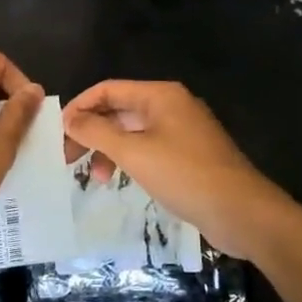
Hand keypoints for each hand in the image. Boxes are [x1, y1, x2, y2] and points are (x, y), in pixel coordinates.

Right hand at [63, 81, 291, 260]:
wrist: (243, 212)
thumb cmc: (185, 175)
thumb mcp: (134, 153)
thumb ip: (97, 132)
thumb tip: (69, 118)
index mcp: (160, 96)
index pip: (108, 89)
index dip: (80, 107)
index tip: (58, 132)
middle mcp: (171, 106)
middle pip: (118, 111)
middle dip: (91, 133)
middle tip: (68, 159)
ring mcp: (181, 131)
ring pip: (132, 133)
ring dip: (108, 151)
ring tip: (95, 179)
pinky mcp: (188, 156)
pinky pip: (147, 149)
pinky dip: (128, 161)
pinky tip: (120, 181)